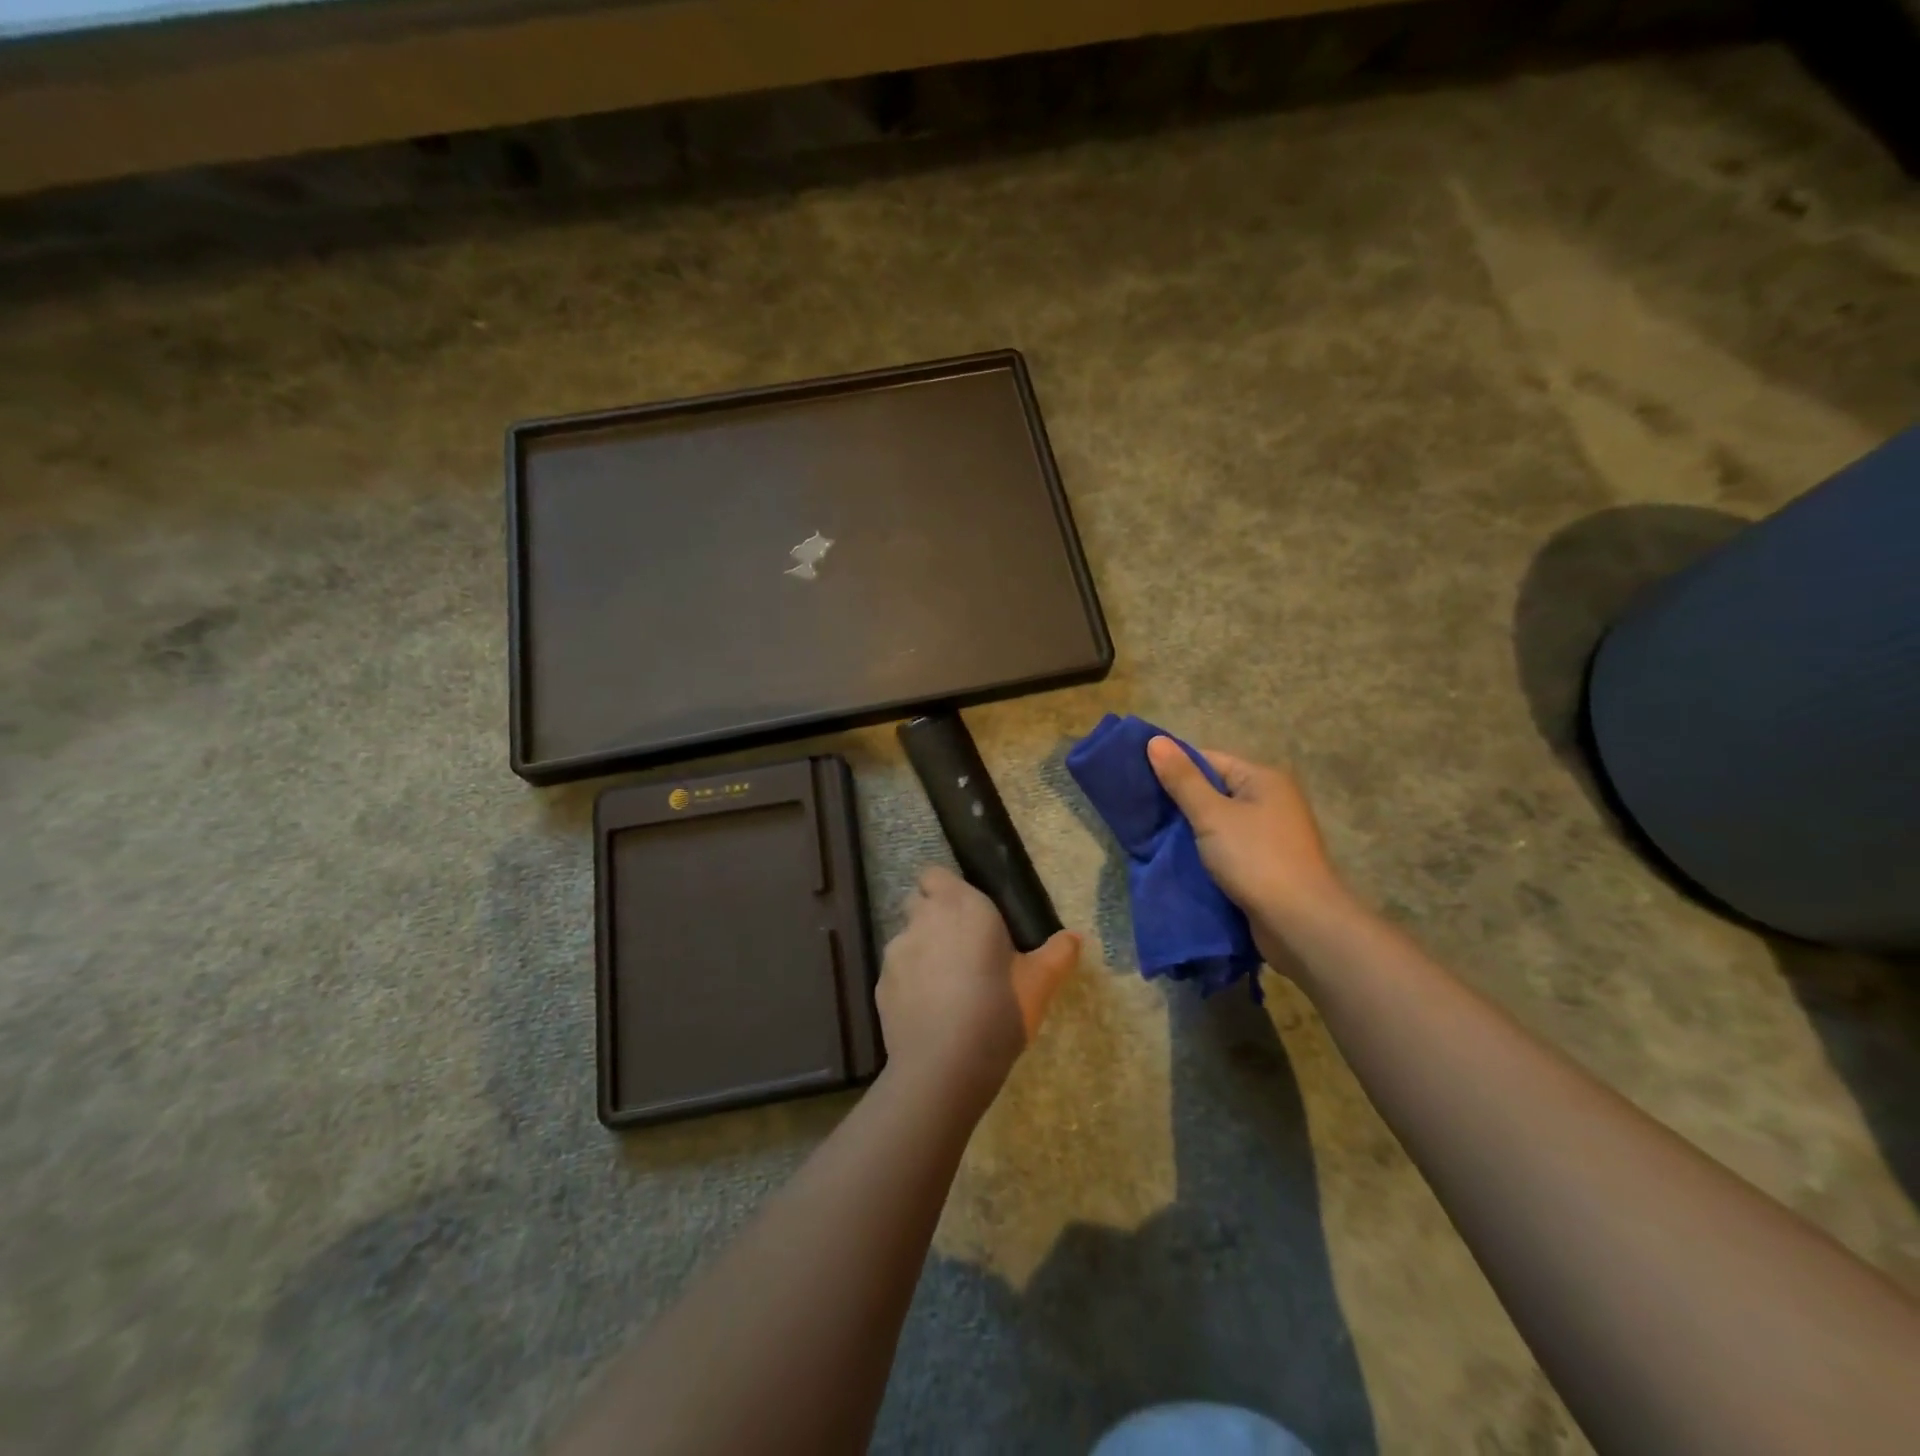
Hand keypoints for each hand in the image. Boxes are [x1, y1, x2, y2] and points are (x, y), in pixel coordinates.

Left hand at [876, 866, 1079, 1111]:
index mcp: (961, 905)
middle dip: (932, 916)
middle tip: (960, 945)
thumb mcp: (1040, 982)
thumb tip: (1075, 937)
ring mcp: (896, 951)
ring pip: (906, 937)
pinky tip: (929, 1010)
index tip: (966, 912)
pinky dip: (909, 982)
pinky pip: (896, 972)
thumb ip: (1058, 953)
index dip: (945, 888)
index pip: (934, 874)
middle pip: (917, 902)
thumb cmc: (999, 1009)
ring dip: (921, 949)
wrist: (945, 1064)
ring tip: (945, 983)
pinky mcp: (880, 984)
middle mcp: (923, 918)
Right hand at [1146, 737, 1348, 935]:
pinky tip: (1176, 858)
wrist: (1300, 924)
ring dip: (1189, 829)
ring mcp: (1269, 835)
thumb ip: (1182, 780)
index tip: (1138, 779)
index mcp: (1263, 779)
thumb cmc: (1256, 859)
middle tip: (1140, 809)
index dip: (1174, 767)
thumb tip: (1155, 741)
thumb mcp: (1212, 815)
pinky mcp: (1264, 865)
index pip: (1209, 760)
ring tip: (1150, 834)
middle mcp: (1270, 801)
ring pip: (1218, 822)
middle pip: (1214, 790)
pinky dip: (1204, 851)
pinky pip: (1226, 847)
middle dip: (1179, 800)